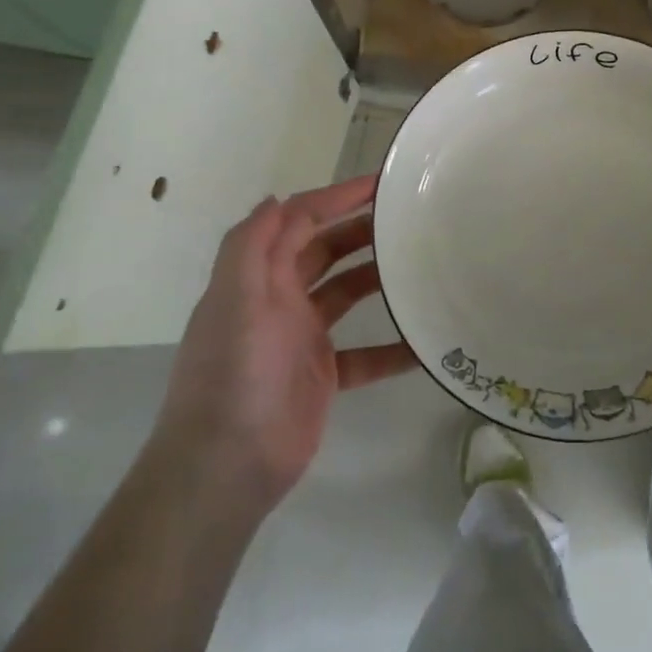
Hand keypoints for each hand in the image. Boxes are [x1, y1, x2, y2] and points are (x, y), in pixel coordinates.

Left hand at [156, 175, 416, 509]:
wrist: (225, 468)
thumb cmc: (233, 376)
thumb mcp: (233, 301)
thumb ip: (250, 246)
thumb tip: (276, 199)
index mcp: (259, 278)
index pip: (299, 221)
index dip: (336, 197)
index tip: (381, 184)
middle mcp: (280, 301)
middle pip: (326, 251)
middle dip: (362, 230)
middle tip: (411, 219)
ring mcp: (303, 340)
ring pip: (347, 295)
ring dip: (379, 279)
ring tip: (422, 266)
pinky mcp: (323, 377)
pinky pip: (366, 354)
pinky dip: (393, 348)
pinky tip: (426, 344)